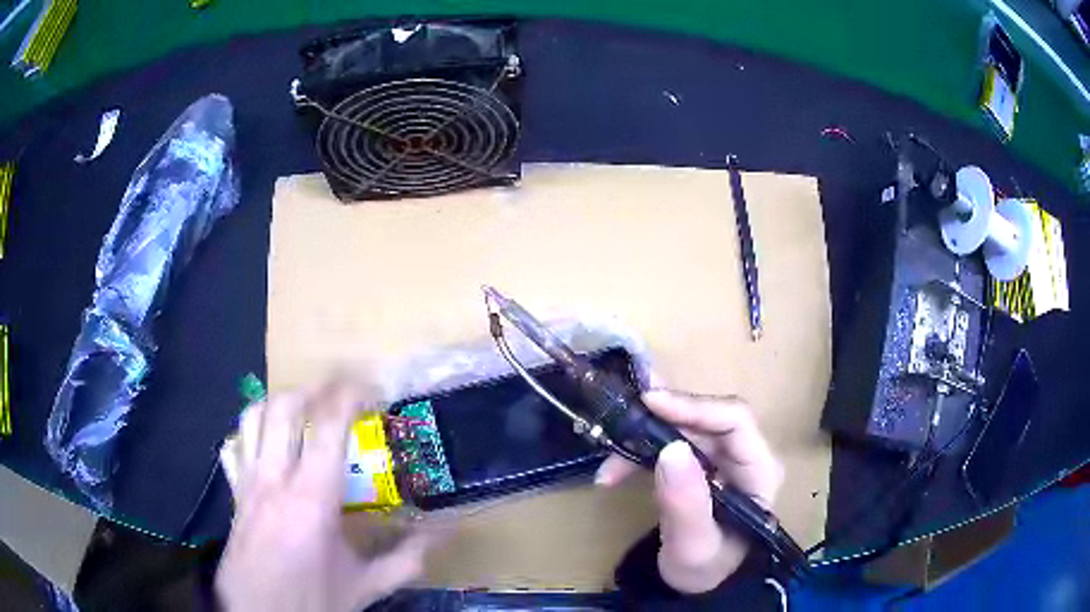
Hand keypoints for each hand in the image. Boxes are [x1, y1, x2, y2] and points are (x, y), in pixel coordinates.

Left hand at [216, 378, 436, 611]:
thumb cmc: (314, 601)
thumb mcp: (366, 585)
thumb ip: (408, 557)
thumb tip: (448, 533)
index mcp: (311, 500)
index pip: (327, 427)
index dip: (350, 396)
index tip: (373, 390)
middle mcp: (274, 479)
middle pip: (285, 407)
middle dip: (315, 388)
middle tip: (342, 392)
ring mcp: (248, 482)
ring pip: (255, 416)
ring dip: (282, 401)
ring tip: (308, 407)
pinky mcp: (235, 491)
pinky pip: (239, 442)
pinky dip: (257, 427)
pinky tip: (272, 440)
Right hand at [595, 389, 783, 593]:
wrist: (700, 586)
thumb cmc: (706, 569)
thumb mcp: (694, 545)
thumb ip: (686, 503)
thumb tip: (671, 448)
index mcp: (760, 470)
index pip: (735, 421)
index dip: (695, 406)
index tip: (650, 403)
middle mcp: (745, 456)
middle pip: (706, 420)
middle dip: (662, 419)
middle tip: (622, 413)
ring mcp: (723, 460)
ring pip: (684, 430)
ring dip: (644, 438)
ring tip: (609, 460)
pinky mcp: (701, 466)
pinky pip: (670, 445)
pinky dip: (640, 453)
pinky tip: (613, 472)